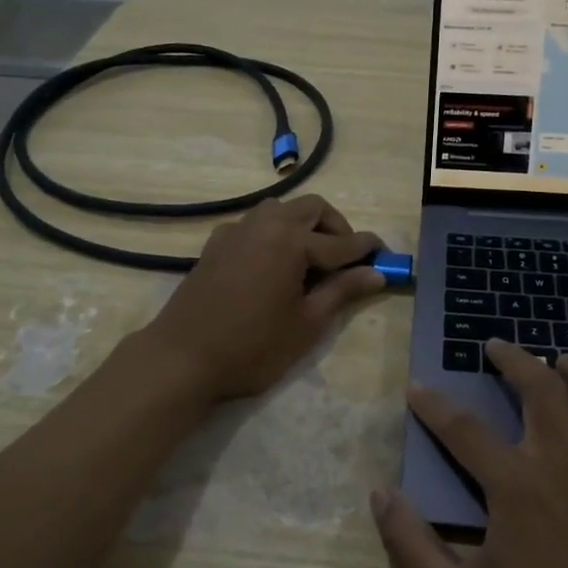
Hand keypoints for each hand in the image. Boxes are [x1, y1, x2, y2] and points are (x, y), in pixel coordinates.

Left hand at [140, 194, 386, 400]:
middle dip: (335, 227)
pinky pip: (254, 224)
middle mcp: (264, 224)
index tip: (385, 253)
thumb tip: (376, 273)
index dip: (367, 248)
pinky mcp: (215, 244)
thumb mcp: (307, 324)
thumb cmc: (252, 347)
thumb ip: (342, 292)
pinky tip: (273, 264)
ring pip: (280, 210)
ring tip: (310, 260)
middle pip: (311, 208)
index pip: (341, 242)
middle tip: (346, 259)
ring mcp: (236, 231)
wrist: (182, 359)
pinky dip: (273, 233)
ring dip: (303, 225)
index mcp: (291, 241)